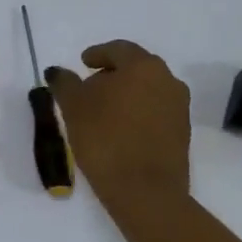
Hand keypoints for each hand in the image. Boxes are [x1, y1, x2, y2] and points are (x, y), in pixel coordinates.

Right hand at [45, 41, 191, 209]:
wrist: (145, 191)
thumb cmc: (105, 138)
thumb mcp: (73, 107)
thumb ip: (64, 83)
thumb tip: (58, 72)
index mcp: (143, 67)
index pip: (118, 49)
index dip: (97, 54)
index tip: (83, 63)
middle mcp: (168, 81)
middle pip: (136, 68)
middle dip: (113, 74)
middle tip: (90, 86)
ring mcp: (179, 108)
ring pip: (148, 90)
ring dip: (126, 94)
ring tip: (102, 110)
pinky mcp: (182, 133)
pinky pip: (155, 111)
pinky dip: (137, 112)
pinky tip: (119, 128)